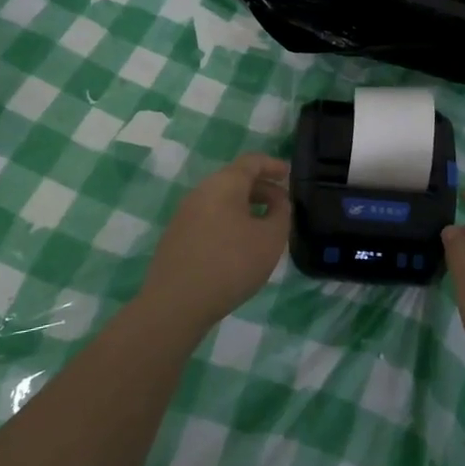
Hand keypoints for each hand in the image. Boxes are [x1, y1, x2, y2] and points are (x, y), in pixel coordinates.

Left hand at [139, 152, 291, 336]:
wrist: (176, 303)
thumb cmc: (230, 264)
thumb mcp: (270, 239)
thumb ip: (281, 215)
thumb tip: (278, 203)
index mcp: (224, 184)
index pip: (251, 162)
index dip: (272, 165)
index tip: (288, 175)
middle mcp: (201, 192)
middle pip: (234, 179)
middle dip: (261, 189)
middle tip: (281, 205)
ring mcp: (184, 214)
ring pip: (221, 200)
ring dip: (245, 207)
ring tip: (262, 227)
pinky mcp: (176, 236)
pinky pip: (209, 217)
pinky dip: (229, 221)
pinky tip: (238, 245)